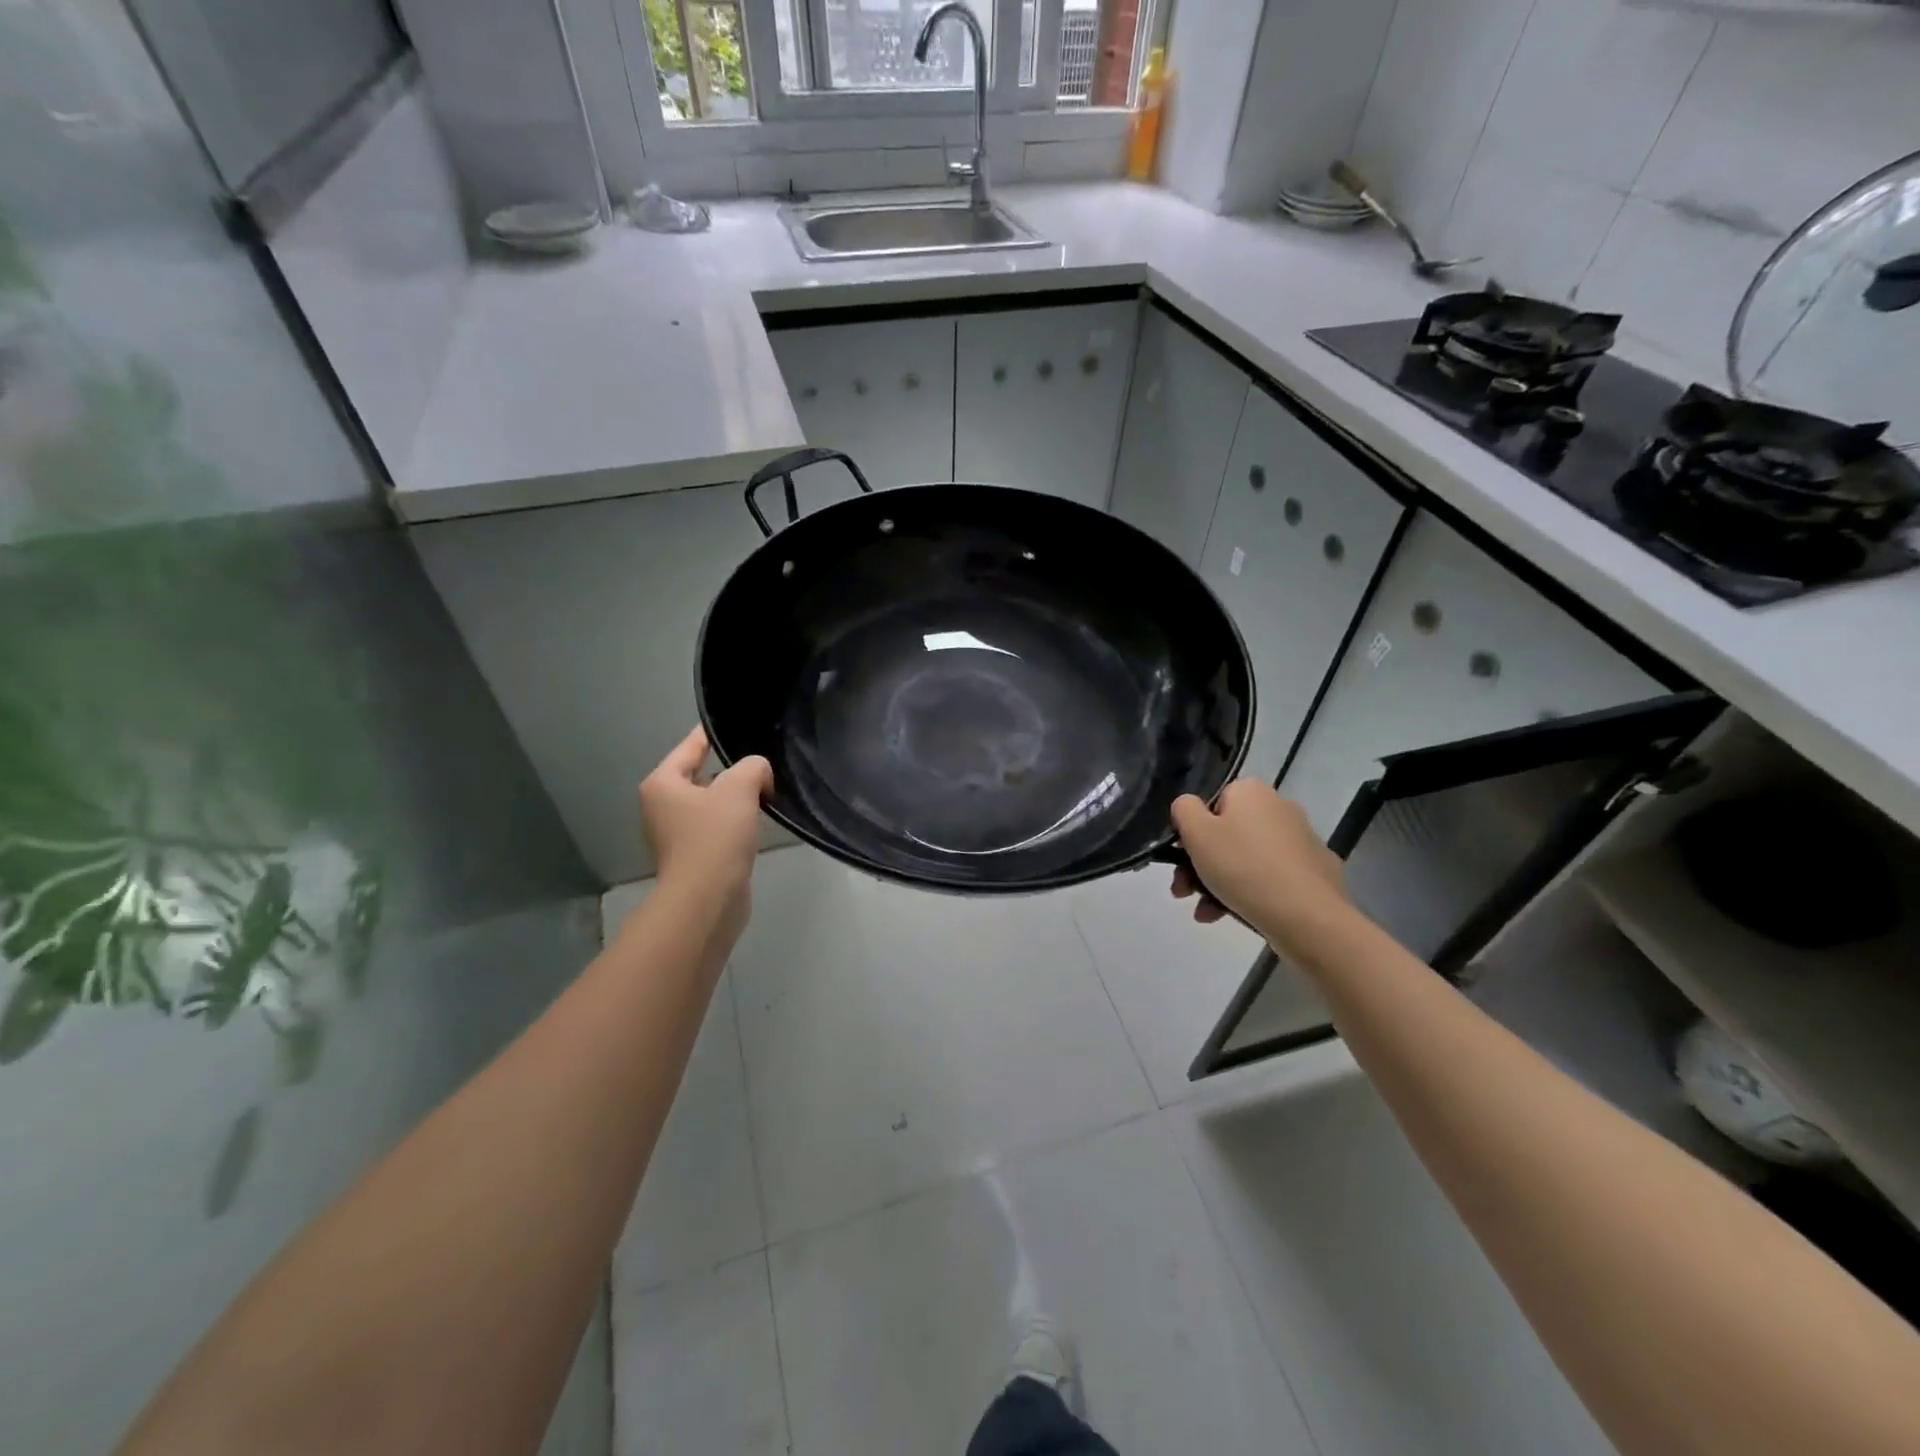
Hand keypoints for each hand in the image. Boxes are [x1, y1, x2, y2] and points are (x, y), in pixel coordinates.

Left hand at [640, 727, 772, 943]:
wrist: (707, 898)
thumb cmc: (715, 836)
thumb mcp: (740, 787)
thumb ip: (753, 766)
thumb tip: (758, 775)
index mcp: (662, 784)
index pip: (690, 747)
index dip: (711, 734)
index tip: (729, 723)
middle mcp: (661, 807)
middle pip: (700, 775)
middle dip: (730, 771)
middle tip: (761, 764)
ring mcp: (675, 835)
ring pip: (710, 804)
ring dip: (734, 799)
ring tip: (764, 792)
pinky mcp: (692, 857)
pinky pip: (716, 828)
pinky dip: (734, 823)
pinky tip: (755, 824)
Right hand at [1170, 780, 1350, 955]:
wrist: (1308, 916)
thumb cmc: (1243, 867)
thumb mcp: (1197, 834)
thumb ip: (1184, 810)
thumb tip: (1189, 806)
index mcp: (1252, 792)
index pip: (1212, 804)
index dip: (1192, 833)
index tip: (1181, 862)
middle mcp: (1280, 807)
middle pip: (1228, 834)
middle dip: (1201, 865)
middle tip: (1186, 893)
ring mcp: (1303, 840)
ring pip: (1247, 859)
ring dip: (1220, 884)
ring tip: (1207, 914)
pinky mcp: (1317, 872)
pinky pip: (1273, 877)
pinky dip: (1252, 892)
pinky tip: (1238, 916)